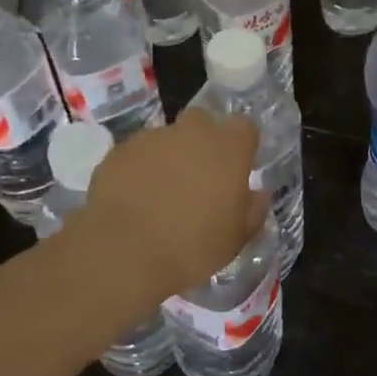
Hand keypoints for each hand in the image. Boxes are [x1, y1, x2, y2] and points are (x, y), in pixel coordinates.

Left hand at [76, 107, 266, 299]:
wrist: (124, 253)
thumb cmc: (192, 248)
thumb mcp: (236, 238)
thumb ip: (252, 210)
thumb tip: (258, 194)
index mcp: (228, 149)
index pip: (244, 127)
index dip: (241, 144)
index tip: (237, 167)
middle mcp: (192, 133)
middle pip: (202, 122)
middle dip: (201, 141)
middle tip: (198, 176)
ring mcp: (152, 138)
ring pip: (166, 138)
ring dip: (168, 157)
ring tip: (159, 193)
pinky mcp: (118, 152)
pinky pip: (136, 154)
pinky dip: (138, 169)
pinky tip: (133, 199)